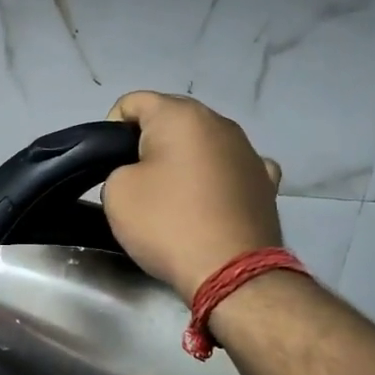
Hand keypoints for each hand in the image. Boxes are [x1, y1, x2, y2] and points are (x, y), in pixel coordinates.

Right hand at [101, 91, 283, 301]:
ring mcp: (250, 152)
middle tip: (134, 179)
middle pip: (172, 119)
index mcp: (181, 116)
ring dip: (184, 159)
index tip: (107, 162)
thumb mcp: (117, 192)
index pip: (134, 102)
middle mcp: (221, 123)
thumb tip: (142, 172)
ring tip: (171, 195)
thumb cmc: (167, 223)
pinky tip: (210, 200)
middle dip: (149, 141)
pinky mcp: (266, 183)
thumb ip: (120, 168)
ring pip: (204, 143)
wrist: (231, 271)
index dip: (111, 128)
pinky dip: (216, 178)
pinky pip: (231, 169)